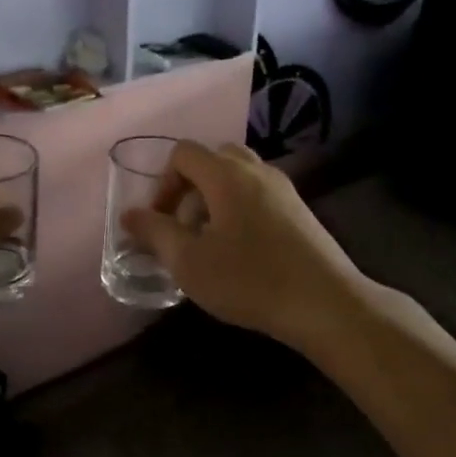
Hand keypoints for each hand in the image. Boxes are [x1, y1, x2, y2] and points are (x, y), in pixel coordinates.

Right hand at [120, 142, 369, 350]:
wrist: (326, 304)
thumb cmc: (249, 280)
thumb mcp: (189, 262)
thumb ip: (155, 233)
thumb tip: (129, 214)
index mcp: (226, 174)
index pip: (183, 153)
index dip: (163, 183)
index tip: (162, 222)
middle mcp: (256, 170)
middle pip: (212, 159)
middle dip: (190, 188)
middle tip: (185, 228)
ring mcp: (283, 187)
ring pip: (237, 175)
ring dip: (215, 198)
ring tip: (211, 242)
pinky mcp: (300, 209)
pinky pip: (258, 193)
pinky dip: (240, 208)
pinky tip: (242, 251)